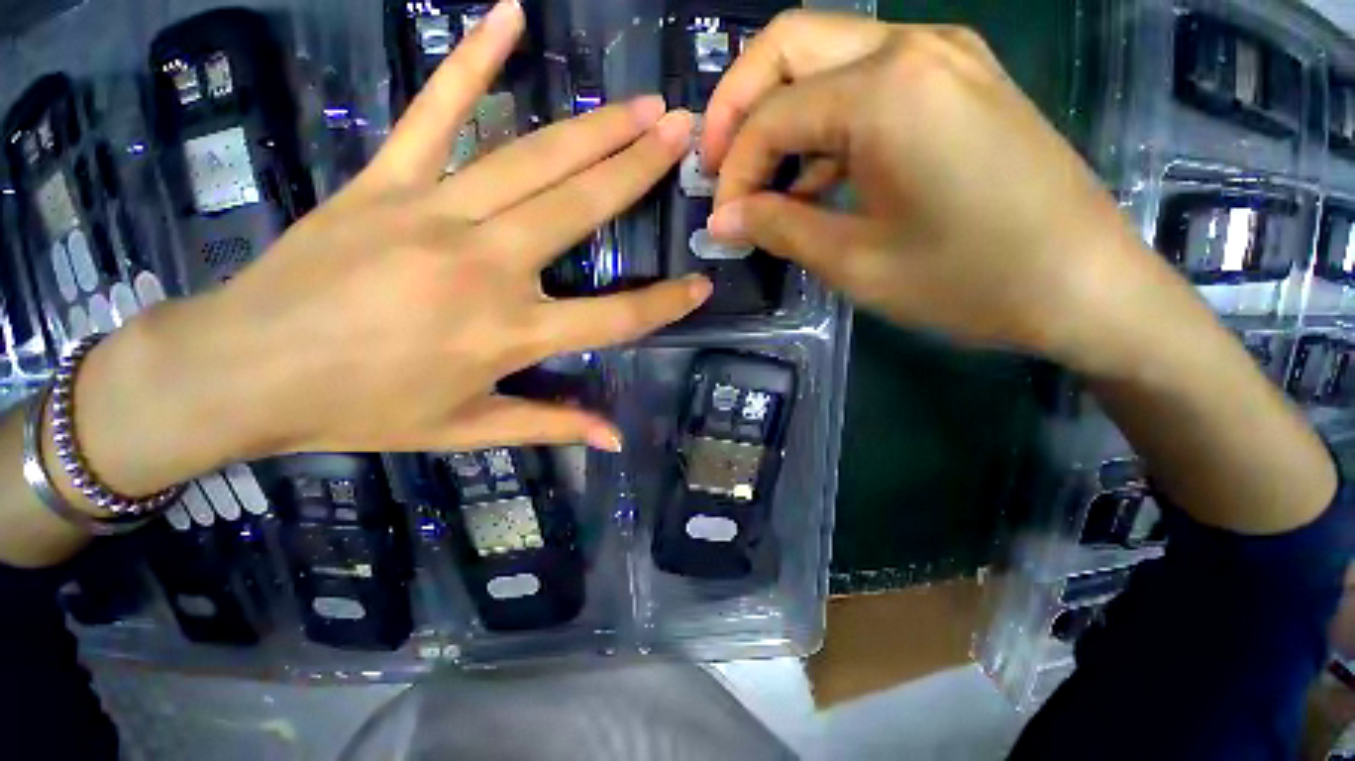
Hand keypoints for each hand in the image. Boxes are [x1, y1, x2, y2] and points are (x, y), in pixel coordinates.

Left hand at [73, 0, 703, 496]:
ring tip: (642, 103)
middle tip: (684, 132)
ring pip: (532, 160)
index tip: (703, 285)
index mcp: (510, 334)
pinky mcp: (384, 181)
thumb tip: (613, 440)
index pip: (615, 317)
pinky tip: (508, 15)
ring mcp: (433, 214)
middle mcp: (486, 267)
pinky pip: (434, 110)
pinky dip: (472, 60)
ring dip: (595, 128)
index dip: (665, 305)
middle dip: (640, 169)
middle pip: (582, 210)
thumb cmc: (362, 411)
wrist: (243, 373)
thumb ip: (552, 426)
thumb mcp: (470, 430)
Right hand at [702, 11, 1189, 374]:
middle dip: (738, 107)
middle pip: (789, 44)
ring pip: (827, 58)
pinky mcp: (958, 82)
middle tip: (719, 167)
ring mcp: (942, 57)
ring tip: (763, 182)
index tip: (722, 218)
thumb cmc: (969, 280)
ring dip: (782, 115)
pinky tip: (815, 177)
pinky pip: (866, 83)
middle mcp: (911, 46)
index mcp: (885, 90)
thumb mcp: (855, 263)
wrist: (1085, 286)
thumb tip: (724, 217)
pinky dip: (825, 125)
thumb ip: (779, 228)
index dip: (734, 170)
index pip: (771, 115)